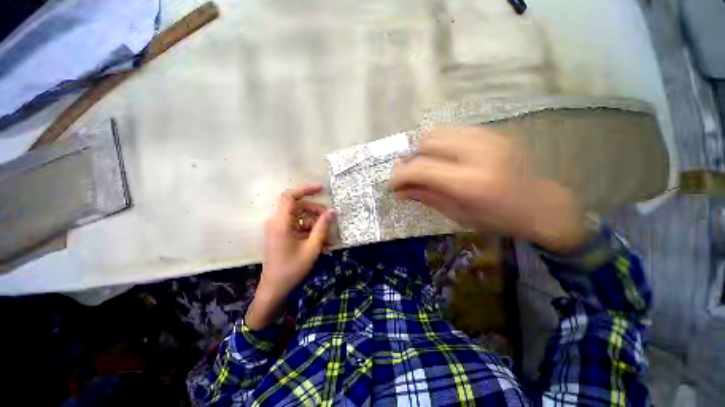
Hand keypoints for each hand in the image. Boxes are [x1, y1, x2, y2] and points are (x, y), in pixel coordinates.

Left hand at [246, 184, 334, 328]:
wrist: (274, 289)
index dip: (306, 189)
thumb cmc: (292, 269)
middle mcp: (277, 222)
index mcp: (280, 223)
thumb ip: (322, 227)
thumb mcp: (312, 247)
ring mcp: (278, 229)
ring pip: (300, 217)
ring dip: (315, 224)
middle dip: (316, 211)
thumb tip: (332, 211)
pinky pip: (298, 227)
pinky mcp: (281, 235)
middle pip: (298, 207)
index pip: (290, 196)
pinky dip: (310, 231)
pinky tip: (321, 243)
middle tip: (330, 220)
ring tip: (328, 238)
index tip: (322, 189)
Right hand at [391, 127, 586, 253]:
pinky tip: (444, 157)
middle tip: (411, 176)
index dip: (400, 175)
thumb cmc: (500, 219)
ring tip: (426, 165)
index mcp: (470, 182)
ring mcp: (487, 138)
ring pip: (438, 132)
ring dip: (425, 150)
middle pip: (426, 143)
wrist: (544, 205)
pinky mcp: (492, 132)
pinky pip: (454, 130)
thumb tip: (399, 192)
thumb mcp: (458, 214)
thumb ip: (426, 197)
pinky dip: (441, 143)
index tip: (392, 184)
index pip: (421, 169)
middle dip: (412, 160)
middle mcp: (477, 153)